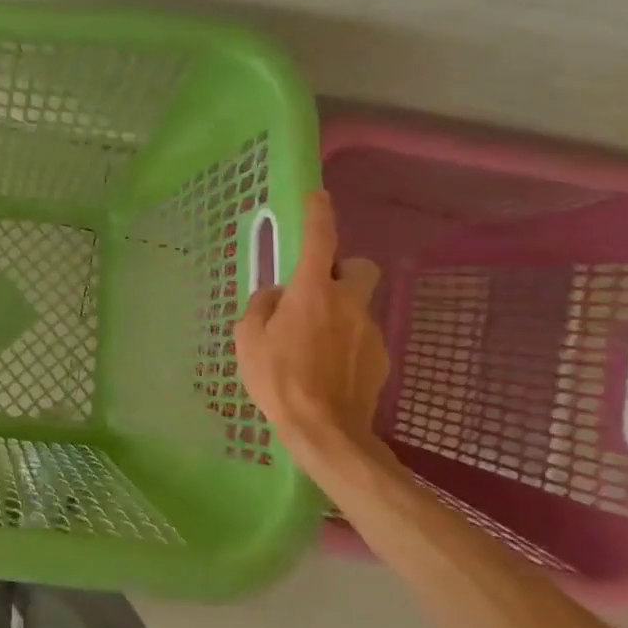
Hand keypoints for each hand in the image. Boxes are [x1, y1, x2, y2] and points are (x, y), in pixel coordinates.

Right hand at [234, 190, 389, 473]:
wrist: (325, 431)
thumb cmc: (278, 378)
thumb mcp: (247, 338)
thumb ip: (260, 307)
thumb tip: (275, 296)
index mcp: (312, 292)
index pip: (320, 239)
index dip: (318, 214)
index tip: (317, 196)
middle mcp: (348, 303)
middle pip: (360, 266)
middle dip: (342, 269)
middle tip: (316, 289)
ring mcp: (369, 331)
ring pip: (358, 305)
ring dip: (338, 312)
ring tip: (311, 344)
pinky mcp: (380, 358)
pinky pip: (360, 337)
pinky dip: (345, 343)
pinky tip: (326, 369)